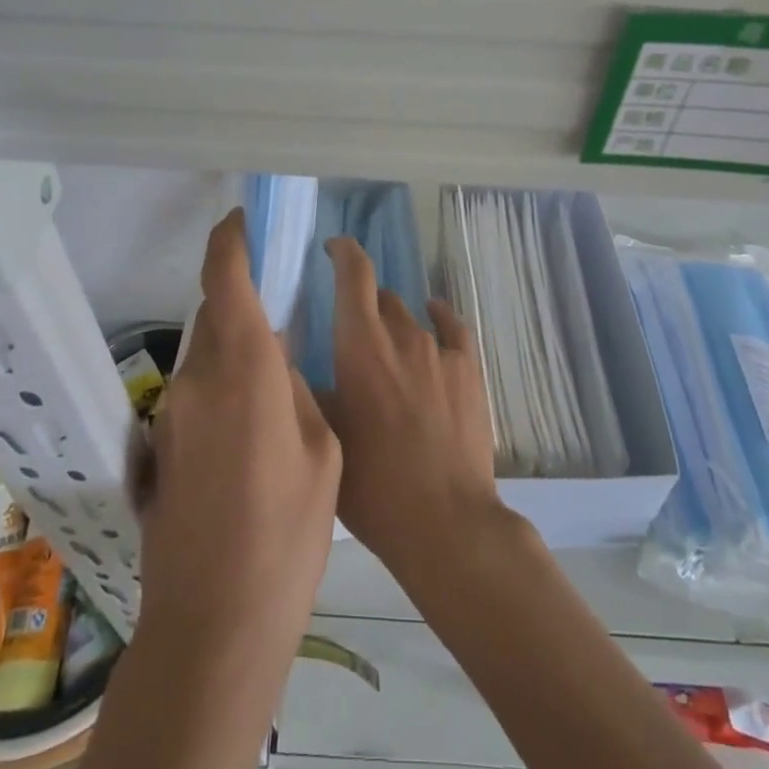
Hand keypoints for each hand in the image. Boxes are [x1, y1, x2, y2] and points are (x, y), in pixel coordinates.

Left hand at [136, 209, 340, 651]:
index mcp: (244, 369)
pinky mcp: (161, 446)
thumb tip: (277, 363)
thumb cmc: (288, 534)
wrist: (214, 622)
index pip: (225, 280)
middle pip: (215, 317)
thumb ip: (297, 392)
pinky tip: (250, 437)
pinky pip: (197, 394)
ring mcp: (172, 414)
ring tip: (273, 394)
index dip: (230, 240)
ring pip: (206, 357)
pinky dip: (223, 391)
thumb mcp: (322, 452)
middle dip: (243, 308)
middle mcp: (198, 379)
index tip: (243, 218)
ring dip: (235, 354)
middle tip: (283, 324)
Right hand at [319, 237, 503, 584]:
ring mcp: (440, 351)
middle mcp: (402, 335)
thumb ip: (312, 389)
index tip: (331, 248)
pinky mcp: (469, 369)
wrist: (444, 520)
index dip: (343, 251)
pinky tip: (432, 318)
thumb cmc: (374, 484)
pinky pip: (451, 327)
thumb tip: (299, 361)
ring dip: (394, 324)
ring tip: (385, 350)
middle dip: (363, 304)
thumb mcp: (326, 435)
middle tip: (349, 332)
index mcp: (360, 345)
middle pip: (381, 298)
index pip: (354, 274)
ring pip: (411, 317)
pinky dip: (437, 319)